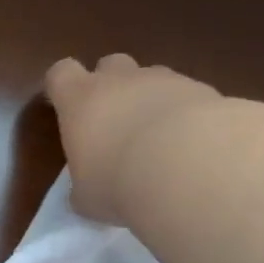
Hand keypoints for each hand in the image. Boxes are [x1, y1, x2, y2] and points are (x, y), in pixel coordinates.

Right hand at [45, 54, 221, 222]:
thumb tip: (84, 195)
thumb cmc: (118, 182)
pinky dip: (188, 115)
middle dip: (112, 86)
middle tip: (116, 123)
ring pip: (153, 78)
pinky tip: (194, 147)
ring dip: (152, 100)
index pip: (61, 74)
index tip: (67, 108)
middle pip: (109, 65)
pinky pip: (188, 96)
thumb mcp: (87, 197)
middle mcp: (120, 80)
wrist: (188, 165)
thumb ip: (83, 189)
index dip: (62, 88)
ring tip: (161, 140)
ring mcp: (164, 80)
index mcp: (80, 99)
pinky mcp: (203, 90)